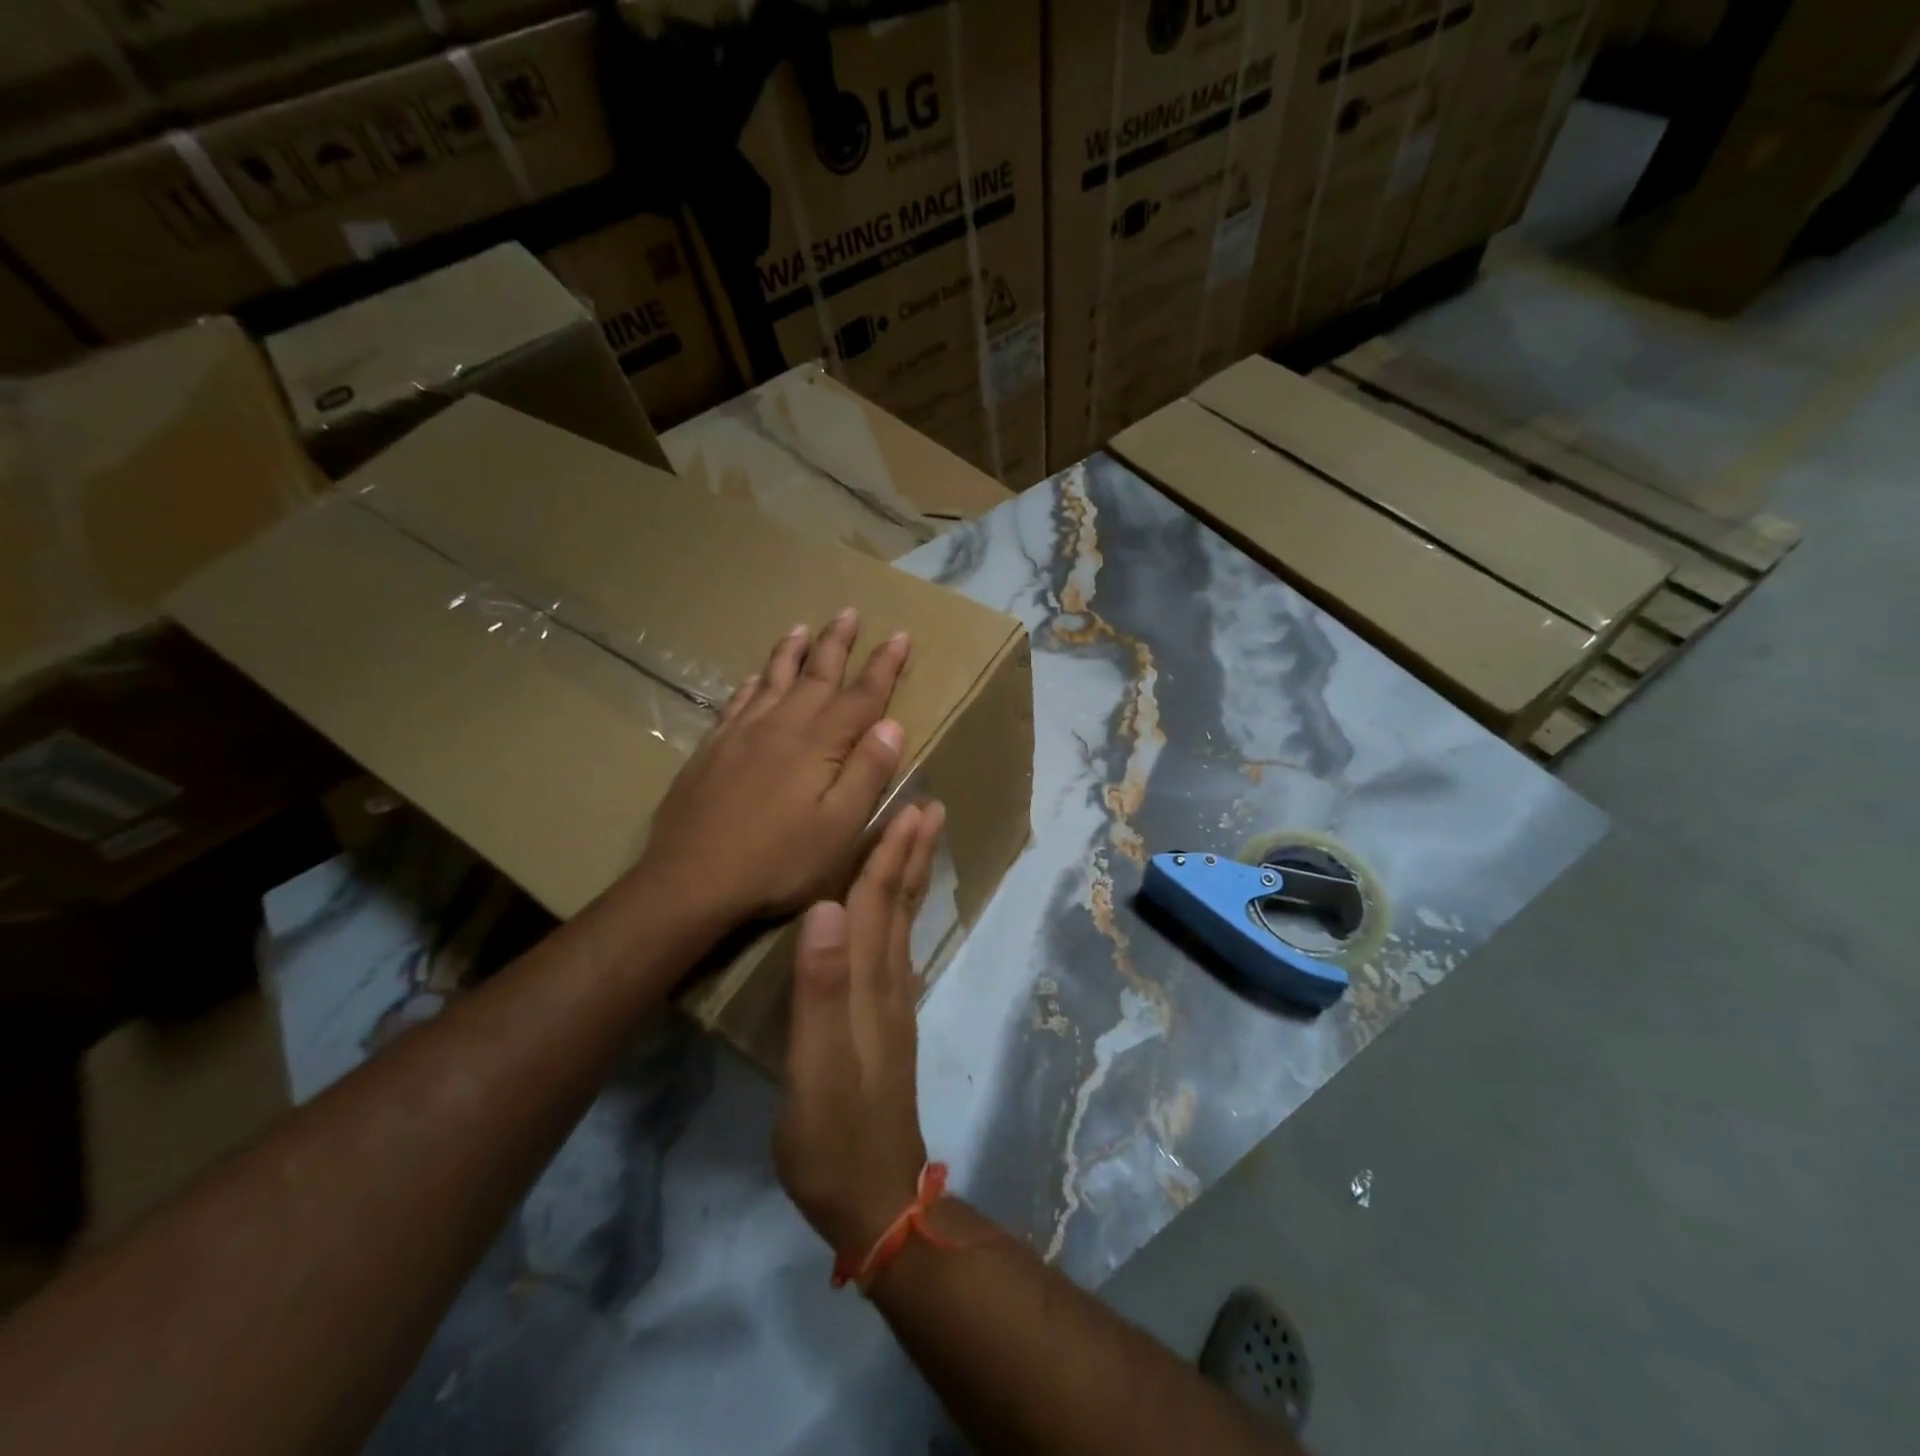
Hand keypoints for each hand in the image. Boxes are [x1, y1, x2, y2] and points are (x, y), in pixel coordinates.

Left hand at [637, 611, 910, 925]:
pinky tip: (755, 678)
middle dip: (837, 643)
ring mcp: (741, 734)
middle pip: (815, 674)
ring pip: (773, 679)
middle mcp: (781, 726)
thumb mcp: (840, 828)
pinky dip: (753, 683)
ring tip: (803, 627)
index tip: (900, 636)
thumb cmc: (778, 861)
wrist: (690, 880)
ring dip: (792, 651)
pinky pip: (738, 702)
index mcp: (819, 744)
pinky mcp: (712, 749)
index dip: (884, 666)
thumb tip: (892, 724)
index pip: (861, 695)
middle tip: (849, 612)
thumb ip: (867, 773)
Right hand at [775, 801, 945, 1257]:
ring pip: (902, 924)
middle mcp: (887, 983)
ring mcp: (891, 1005)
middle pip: (899, 904)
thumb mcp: (814, 1067)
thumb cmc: (833, 1134)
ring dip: (911, 877)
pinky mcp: (886, 1025)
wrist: (874, 1197)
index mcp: (868, 984)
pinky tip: (895, 914)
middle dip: (912, 852)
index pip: (876, 902)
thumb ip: (819, 988)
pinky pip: (895, 949)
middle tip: (930, 807)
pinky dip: (899, 916)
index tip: (909, 804)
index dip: (890, 852)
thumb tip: (826, 907)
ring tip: (919, 842)